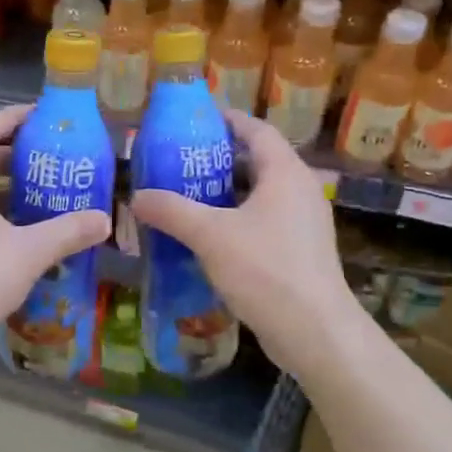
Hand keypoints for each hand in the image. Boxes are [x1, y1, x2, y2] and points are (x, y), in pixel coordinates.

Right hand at [129, 110, 354, 378]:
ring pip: (260, 195)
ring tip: (187, 195)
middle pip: (258, 162)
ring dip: (226, 193)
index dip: (228, 120)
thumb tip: (136, 195)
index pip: (257, 131)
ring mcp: (303, 224)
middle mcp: (300, 191)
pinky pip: (264, 222)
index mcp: (285, 174)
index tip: (196, 119)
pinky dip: (236, 220)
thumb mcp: (210, 235)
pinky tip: (207, 236)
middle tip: (180, 160)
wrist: (314, 332)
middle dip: (220, 159)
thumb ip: (171, 211)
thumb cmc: (265, 270)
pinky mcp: (300, 252)